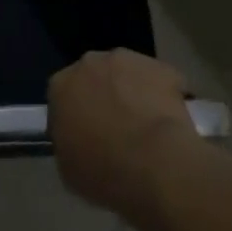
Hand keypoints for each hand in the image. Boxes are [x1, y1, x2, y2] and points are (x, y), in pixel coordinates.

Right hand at [49, 50, 197, 221]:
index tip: (85, 133)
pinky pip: (160, 81)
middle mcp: (90, 63)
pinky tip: (170, 122)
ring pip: (127, 73)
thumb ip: (67, 143)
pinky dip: (164, 96)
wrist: (154, 163)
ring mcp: (128, 60)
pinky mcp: (162, 67)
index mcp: (61, 86)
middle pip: (95, 76)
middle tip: (116, 127)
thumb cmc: (103, 170)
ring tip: (146, 125)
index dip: (75, 113)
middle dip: (103, 95)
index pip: (62, 94)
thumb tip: (78, 139)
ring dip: (133, 91)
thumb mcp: (68, 168)